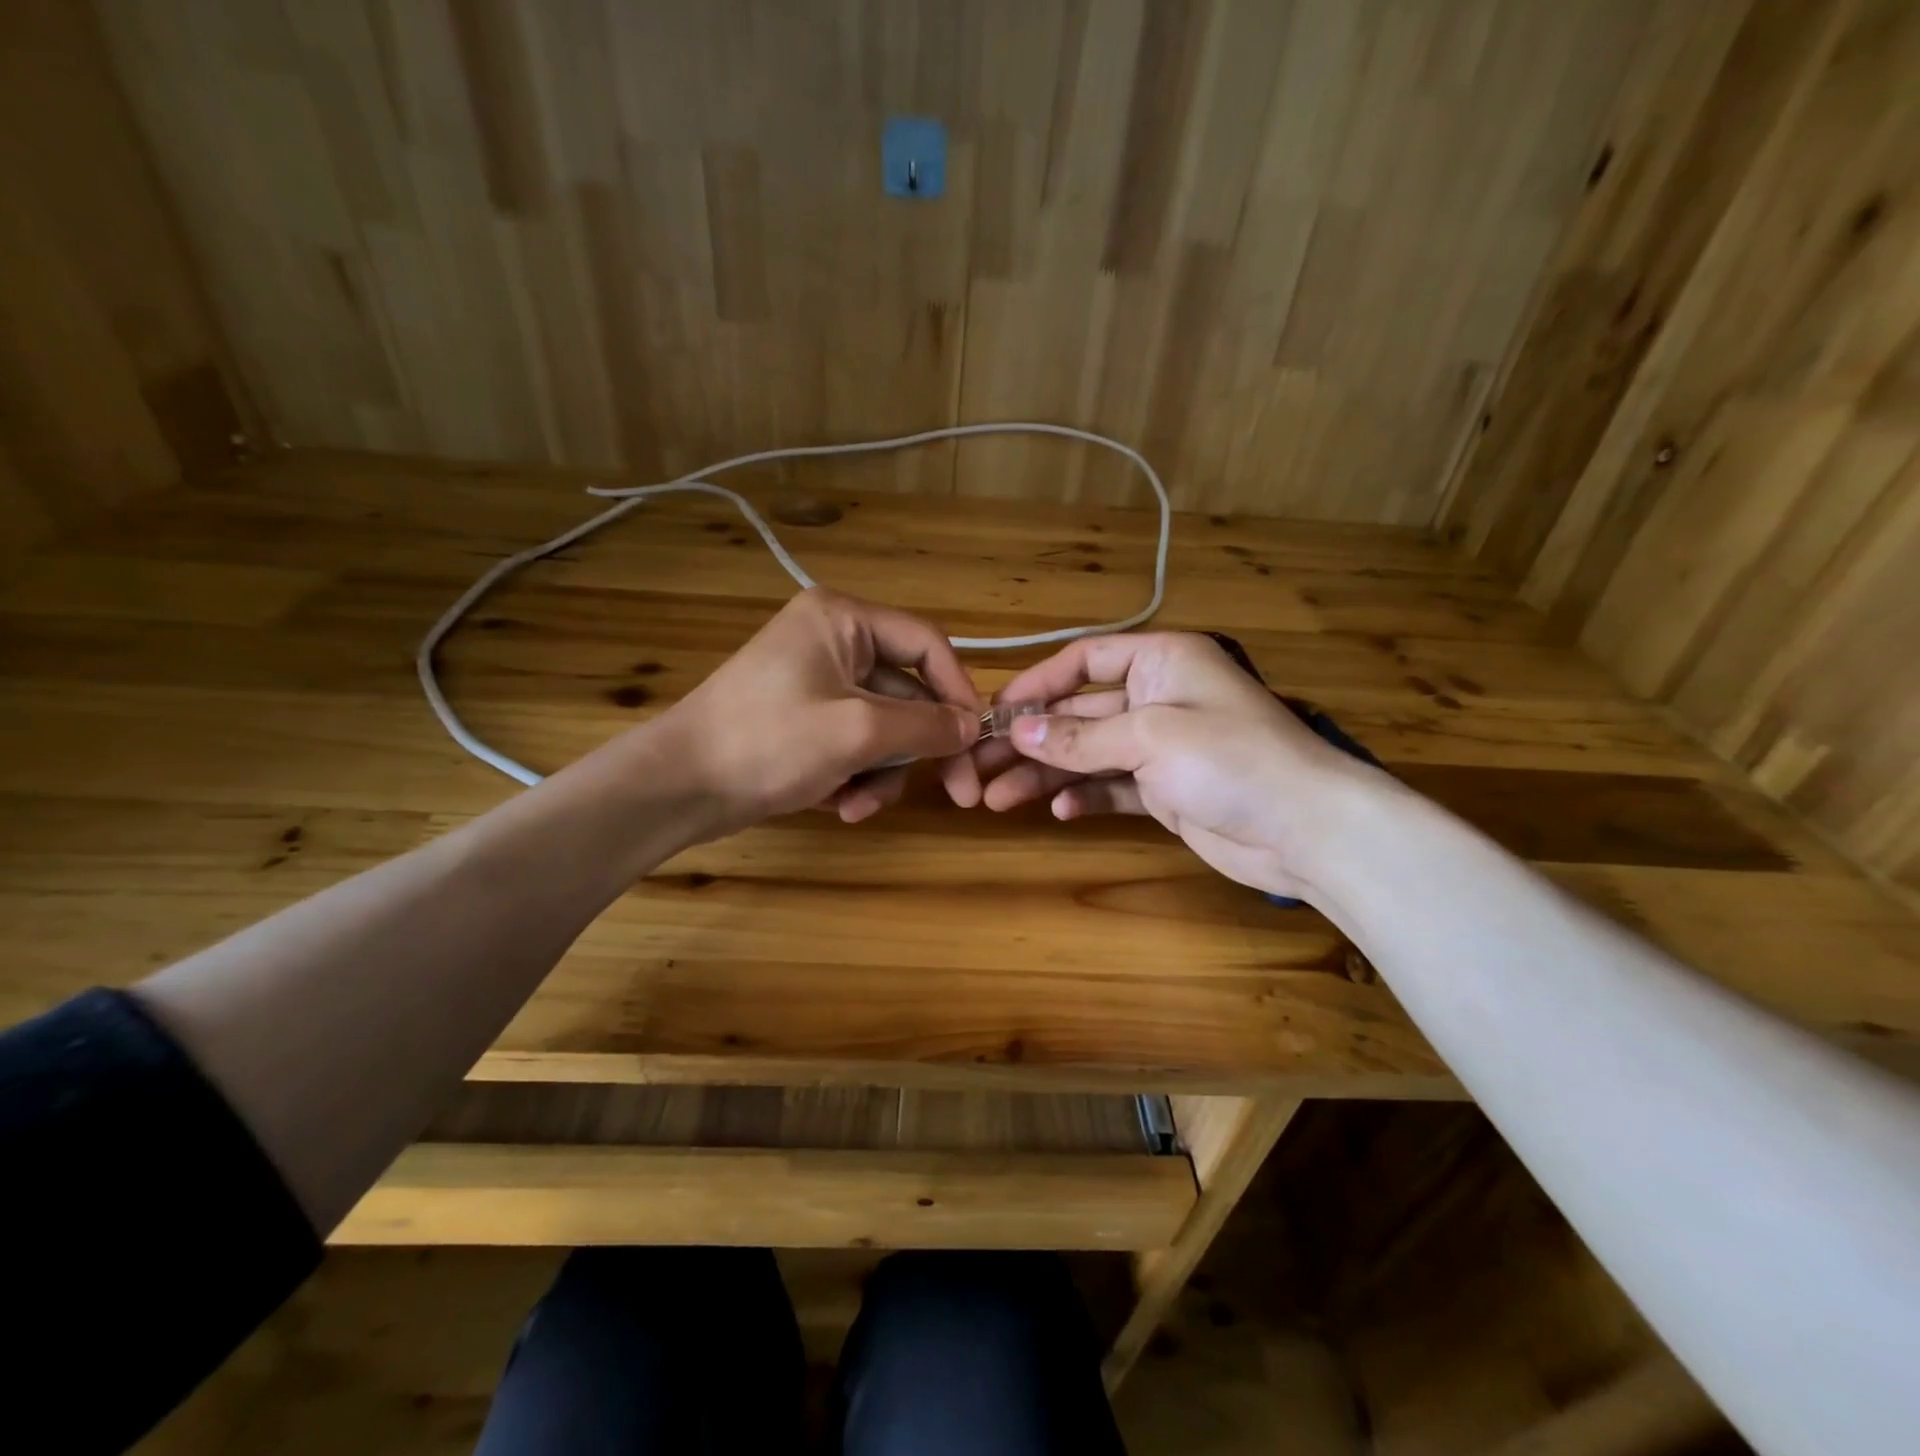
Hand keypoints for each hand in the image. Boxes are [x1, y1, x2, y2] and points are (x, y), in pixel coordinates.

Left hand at [662, 589, 981, 830]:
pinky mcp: (805, 721)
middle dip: (918, 750)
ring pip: (883, 728)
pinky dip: (854, 776)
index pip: (927, 644)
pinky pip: (853, 744)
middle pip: (908, 694)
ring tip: (857, 806)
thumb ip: (926, 726)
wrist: (678, 786)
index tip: (975, 741)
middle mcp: (834, 641)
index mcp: (844, 619)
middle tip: (959, 795)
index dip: (958, 692)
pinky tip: (837, 805)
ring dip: (882, 772)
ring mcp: (818, 683)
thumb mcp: (858, 731)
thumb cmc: (769, 741)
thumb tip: (971, 727)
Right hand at [970, 632, 1377, 900]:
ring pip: (1088, 754)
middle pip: (1078, 712)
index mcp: (1160, 661)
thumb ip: (1080, 737)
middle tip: (979, 765)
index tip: (995, 713)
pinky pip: (1112, 788)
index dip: (1036, 684)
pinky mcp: (1165, 791)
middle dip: (1031, 740)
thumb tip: (1019, 732)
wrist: (1307, 829)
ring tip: (997, 798)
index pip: (1083, 661)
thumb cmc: (1230, 759)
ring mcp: (1161, 748)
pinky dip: (1085, 797)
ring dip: (1046, 774)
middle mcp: (1156, 697)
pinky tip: (1058, 812)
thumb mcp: (1149, 737)